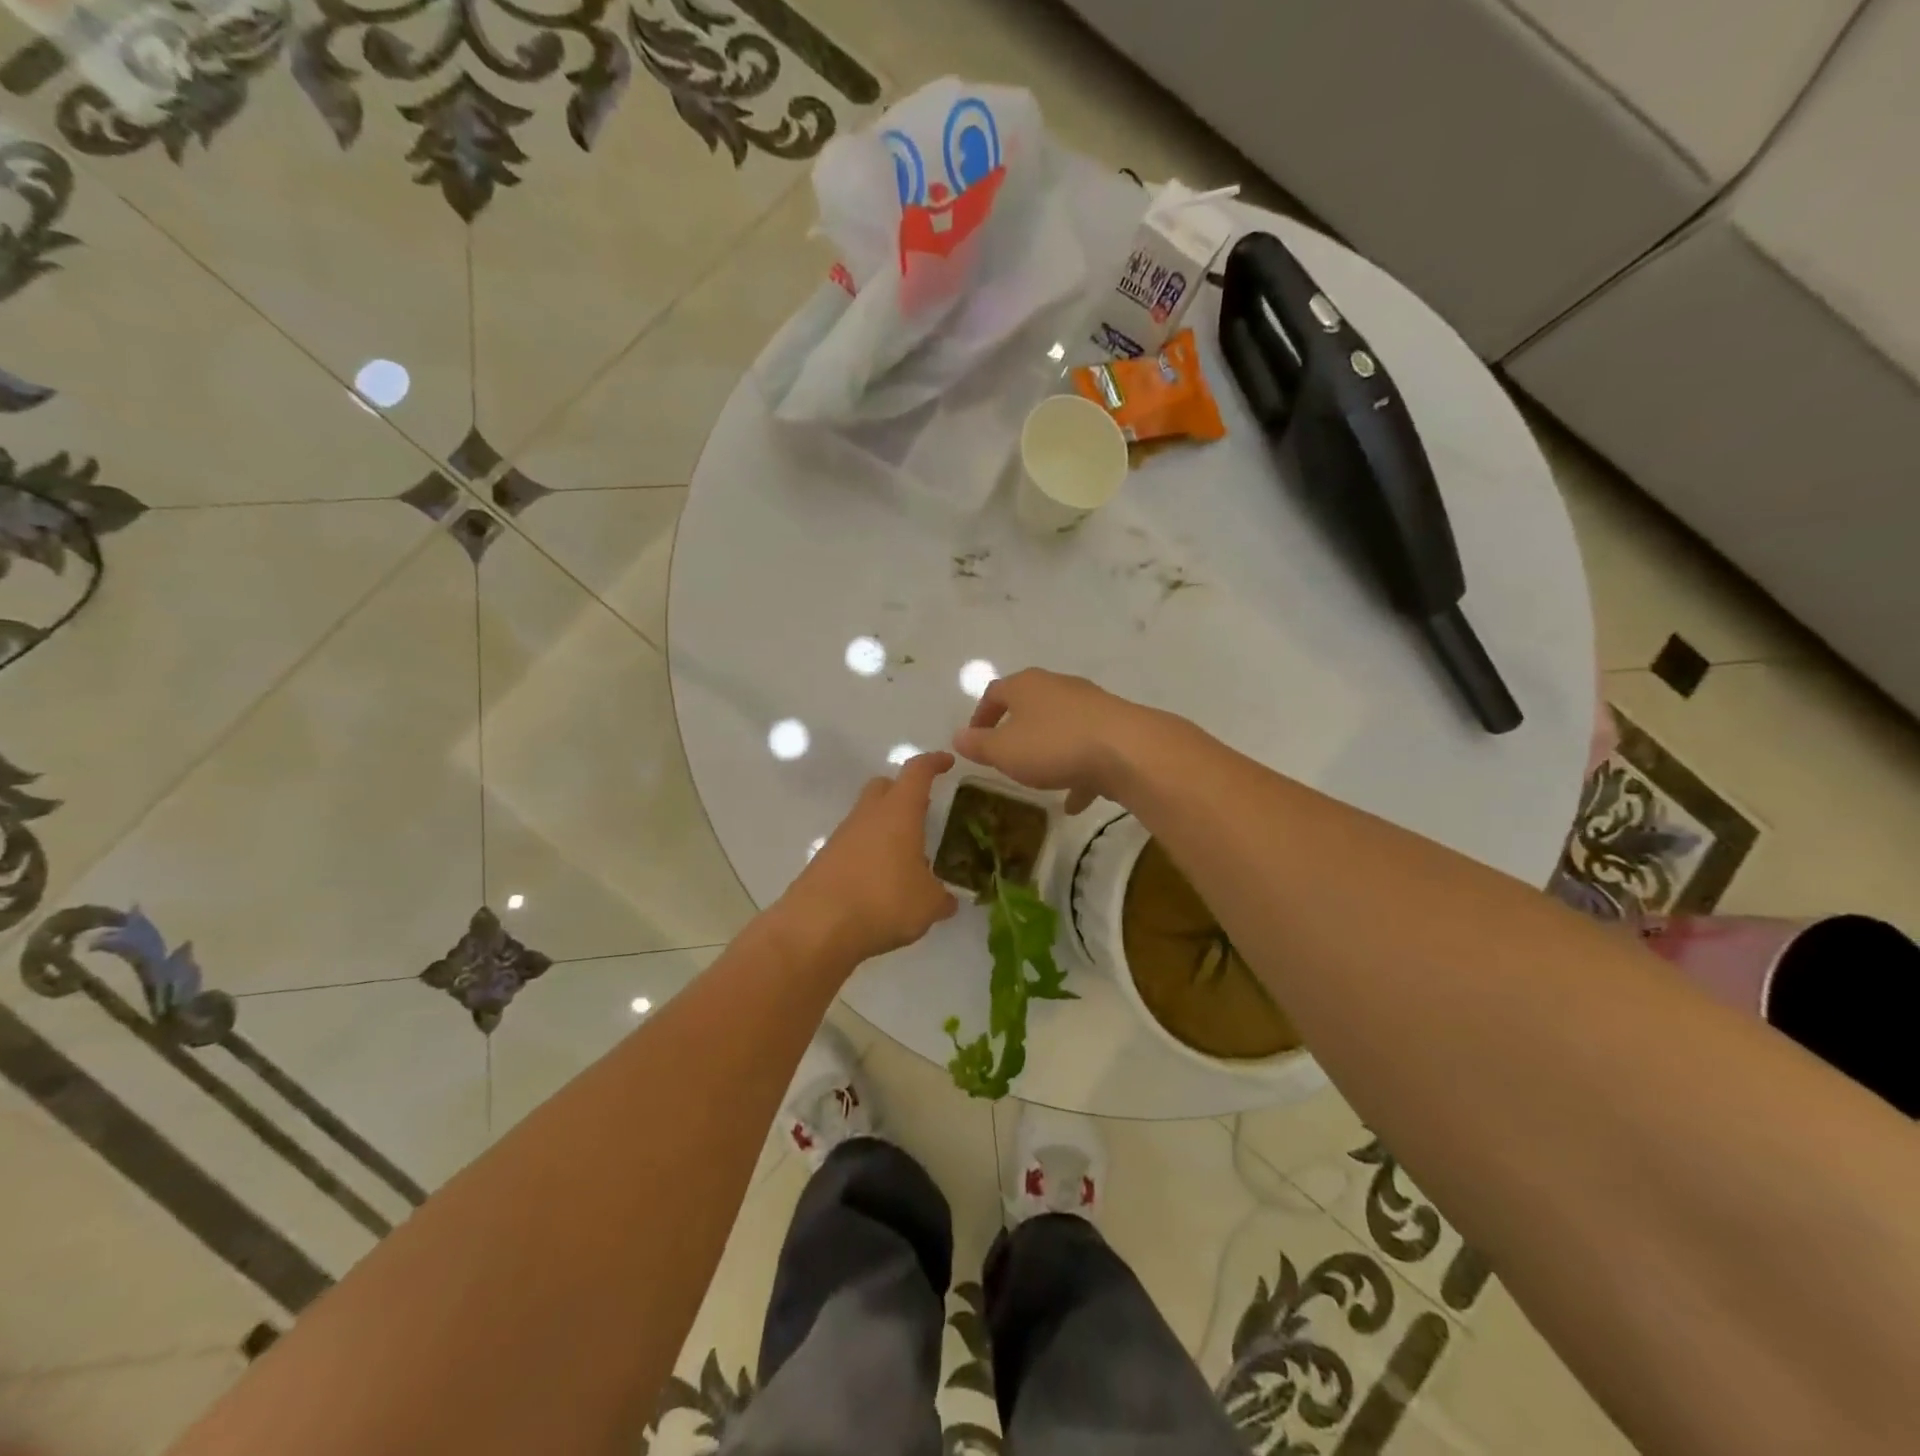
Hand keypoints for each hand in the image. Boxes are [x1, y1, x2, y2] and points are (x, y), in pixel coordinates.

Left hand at [779, 752, 959, 965]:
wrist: (816, 927)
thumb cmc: (883, 902)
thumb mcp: (927, 904)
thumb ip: (941, 898)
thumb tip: (948, 900)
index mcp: (899, 812)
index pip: (917, 772)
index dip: (934, 763)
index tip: (947, 762)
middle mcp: (868, 815)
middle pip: (884, 787)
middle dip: (903, 791)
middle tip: (923, 810)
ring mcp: (842, 836)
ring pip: (866, 816)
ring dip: (886, 827)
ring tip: (906, 856)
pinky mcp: (824, 860)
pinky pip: (853, 844)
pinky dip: (869, 852)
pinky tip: (881, 881)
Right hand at [952, 669, 1150, 813]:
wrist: (1128, 750)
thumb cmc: (1054, 745)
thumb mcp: (1004, 751)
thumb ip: (979, 745)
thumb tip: (958, 736)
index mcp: (1026, 685)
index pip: (994, 693)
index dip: (980, 716)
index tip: (974, 739)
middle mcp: (1058, 687)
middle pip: (1030, 705)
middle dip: (1016, 730)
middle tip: (1005, 756)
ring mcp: (1090, 706)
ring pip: (1061, 727)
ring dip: (1048, 751)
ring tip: (1040, 780)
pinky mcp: (1115, 728)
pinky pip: (1088, 749)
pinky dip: (1077, 771)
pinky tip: (1074, 801)